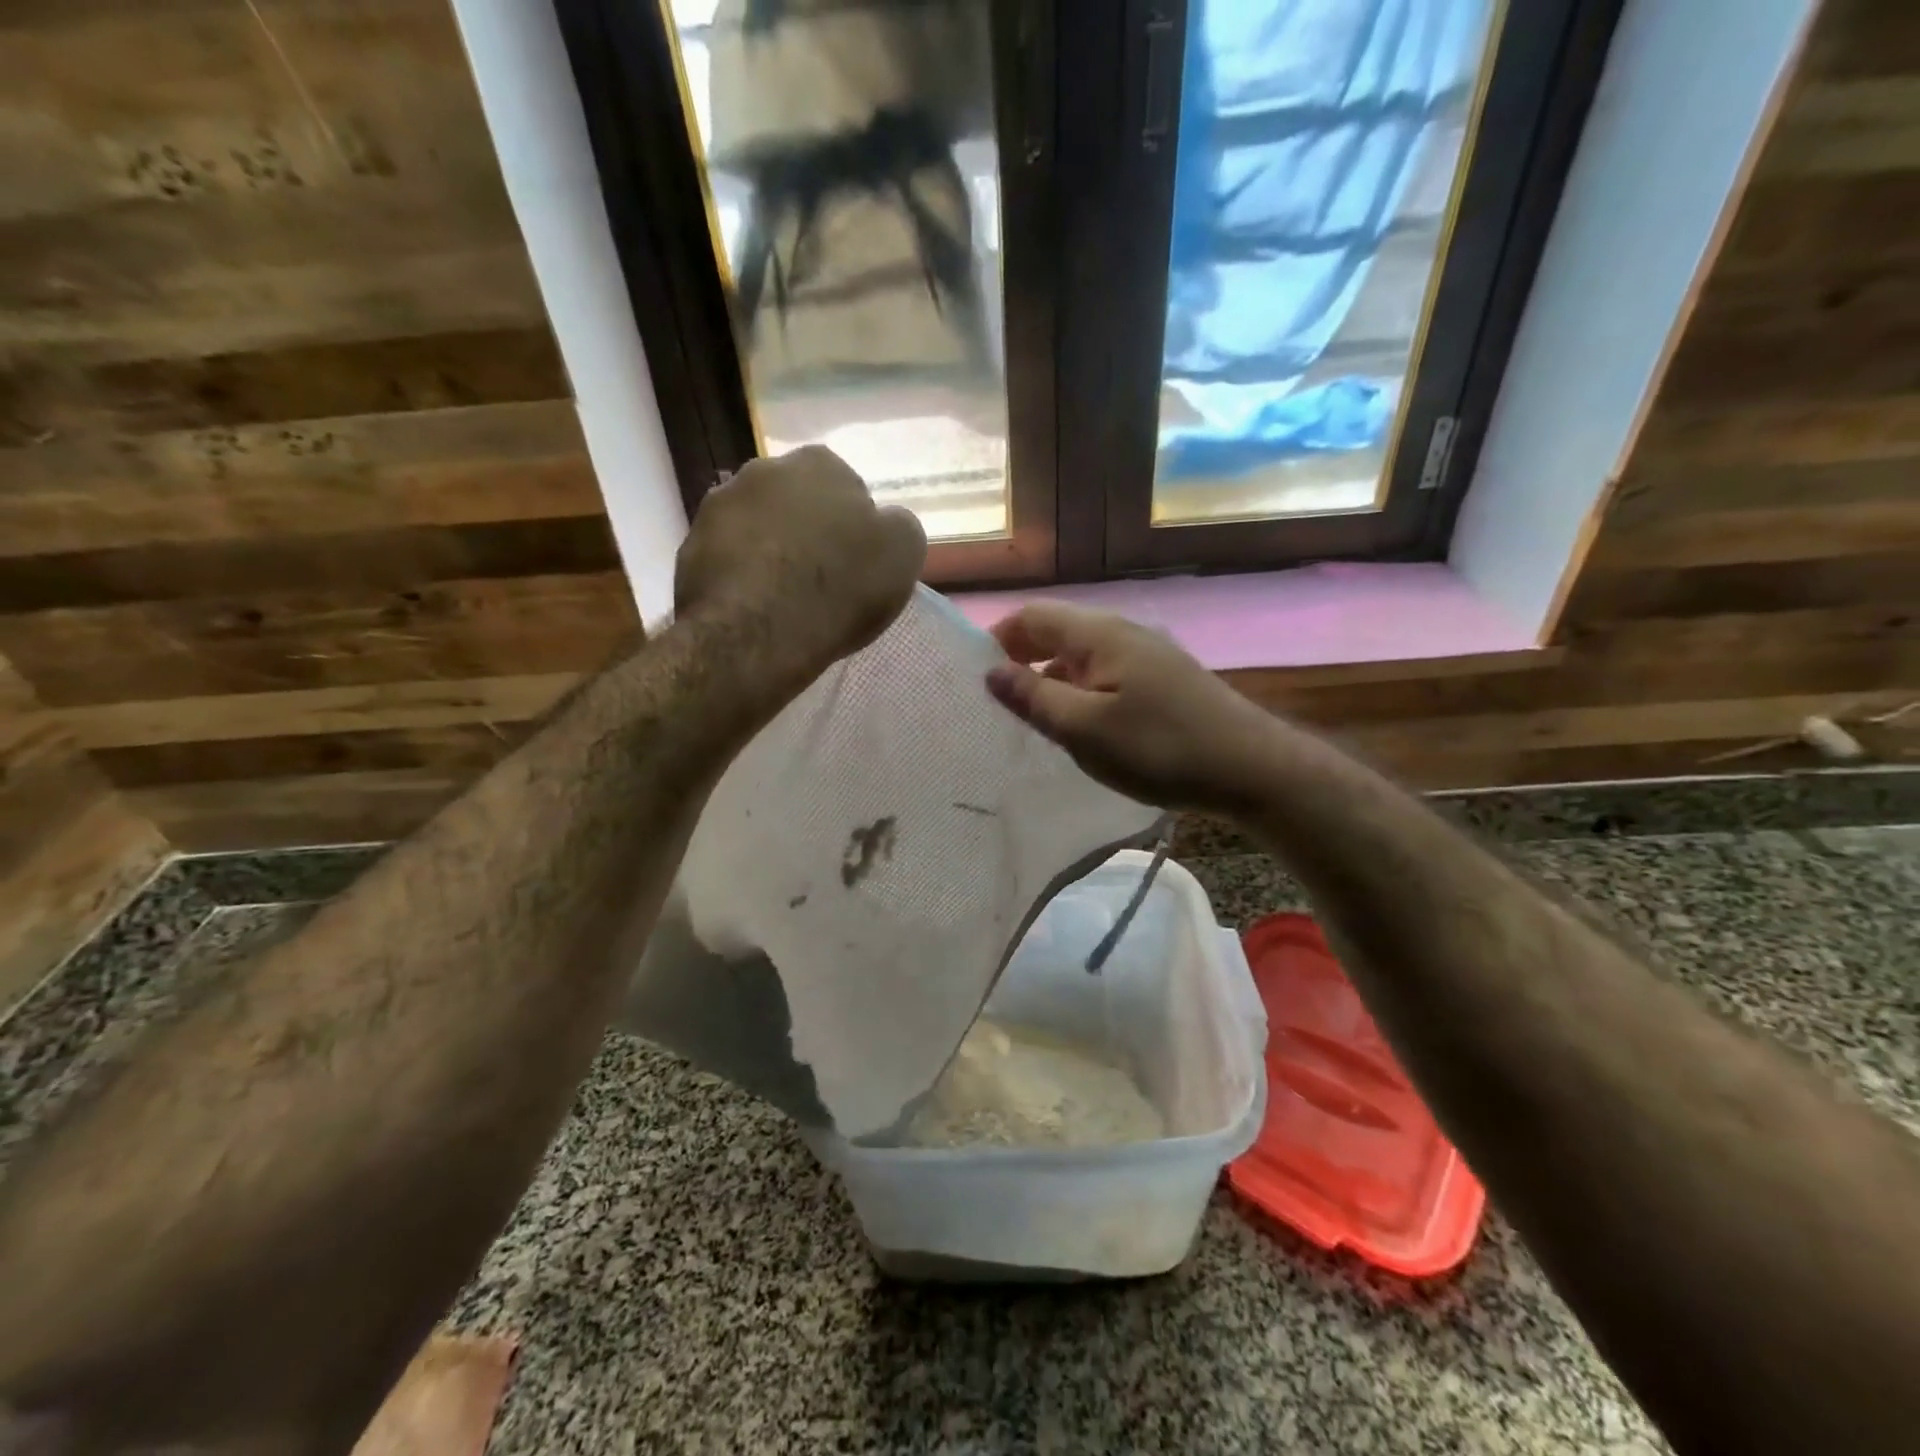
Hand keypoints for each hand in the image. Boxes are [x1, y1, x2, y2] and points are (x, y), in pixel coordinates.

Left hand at [675, 446, 926, 686]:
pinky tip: (753, 606)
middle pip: (797, 502)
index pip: (846, 487)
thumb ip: (897, 526)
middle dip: (807, 530)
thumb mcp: (902, 555)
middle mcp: (765, 469)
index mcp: (821, 464)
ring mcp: (719, 504)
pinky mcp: (689, 544)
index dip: (854, 527)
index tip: (856, 563)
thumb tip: (884, 522)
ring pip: (757, 525)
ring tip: (782, 597)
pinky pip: (726, 555)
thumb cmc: (840, 589)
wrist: (758, 634)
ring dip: (769, 549)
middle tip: (820, 578)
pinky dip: (740, 573)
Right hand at [986, 603, 1279, 811]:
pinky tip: (1082, 727)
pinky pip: (1105, 674)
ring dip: (1052, 680)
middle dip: (1022, 661)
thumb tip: (991, 671)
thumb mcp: (1084, 729)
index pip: (1031, 616)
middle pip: (1056, 633)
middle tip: (1001, 706)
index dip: (998, 640)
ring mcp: (1146, 654)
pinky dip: (1081, 692)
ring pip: (1081, 657)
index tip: (977, 681)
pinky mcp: (1163, 679)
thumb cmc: (1159, 747)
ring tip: (1035, 721)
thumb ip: (1033, 698)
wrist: (1250, 767)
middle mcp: (1121, 632)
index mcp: (1098, 634)